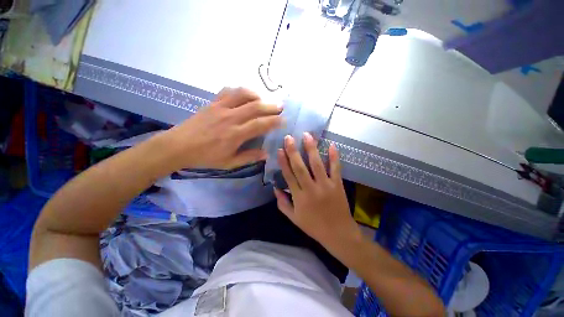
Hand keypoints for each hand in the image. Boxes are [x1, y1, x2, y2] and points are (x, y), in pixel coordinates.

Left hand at [163, 88, 282, 169]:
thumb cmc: (205, 157)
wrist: (178, 146)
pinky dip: (239, 91)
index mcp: (235, 135)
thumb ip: (249, 157)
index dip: (274, 121)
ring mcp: (220, 108)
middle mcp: (230, 118)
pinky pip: (228, 91)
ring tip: (263, 99)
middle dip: (271, 106)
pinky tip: (244, 95)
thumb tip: (266, 153)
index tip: (284, 120)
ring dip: (257, 95)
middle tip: (280, 106)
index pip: (260, 124)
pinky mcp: (212, 103)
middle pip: (255, 106)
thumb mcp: (229, 163)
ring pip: (243, 94)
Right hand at [274, 133, 360, 248]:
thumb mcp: (294, 218)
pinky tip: (332, 145)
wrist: (338, 234)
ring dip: (311, 149)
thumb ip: (282, 203)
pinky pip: (336, 169)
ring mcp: (325, 186)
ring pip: (317, 165)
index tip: (279, 150)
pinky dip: (334, 157)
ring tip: (307, 135)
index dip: (283, 162)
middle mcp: (311, 189)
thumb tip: (275, 188)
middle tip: (289, 138)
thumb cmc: (314, 226)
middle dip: (293, 151)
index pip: (288, 176)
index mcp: (299, 198)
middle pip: (300, 167)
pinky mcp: (337, 185)